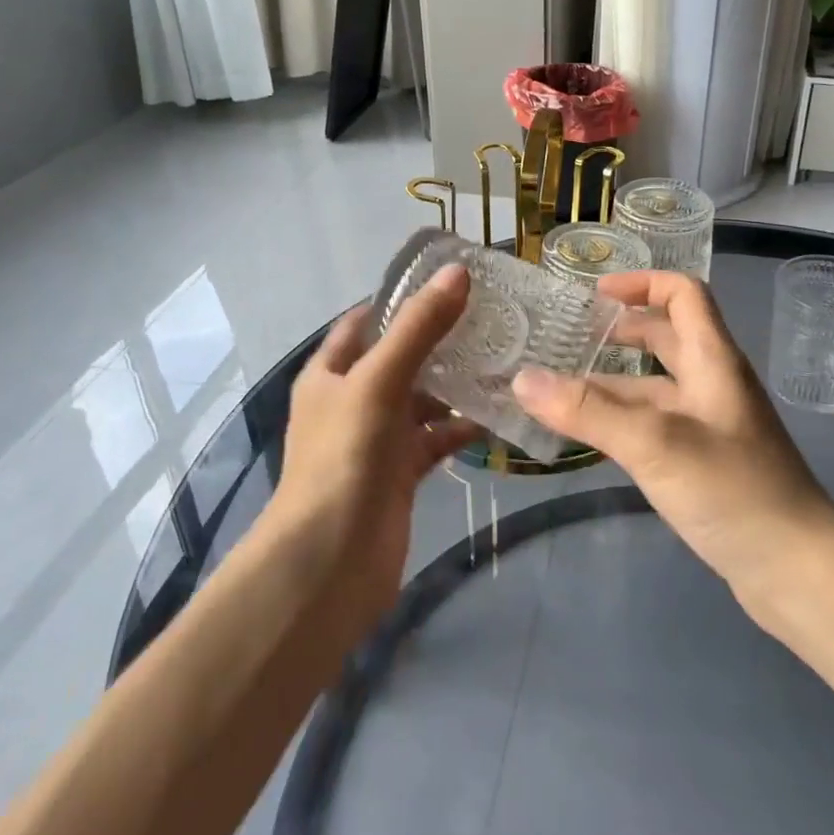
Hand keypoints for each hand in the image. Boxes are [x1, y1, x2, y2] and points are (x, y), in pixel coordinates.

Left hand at [267, 264, 480, 625]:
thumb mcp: (378, 381)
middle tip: (492, 319)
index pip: (366, 321)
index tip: (453, 283)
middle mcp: (351, 400)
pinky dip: (459, 429)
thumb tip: (457, 272)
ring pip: (421, 400)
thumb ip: (419, 328)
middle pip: (400, 358)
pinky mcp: (400, 474)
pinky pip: (434, 440)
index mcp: (330, 373)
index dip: (403, 299)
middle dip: (440, 341)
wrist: (330, 562)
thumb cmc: (344, 457)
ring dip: (454, 386)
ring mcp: (376, 439)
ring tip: (503, 361)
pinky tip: (495, 417)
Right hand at [512, 270, 833, 594]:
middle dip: (619, 331)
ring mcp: (709, 424)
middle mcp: (712, 384)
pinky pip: (655, 424)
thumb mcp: (654, 443)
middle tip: (568, 339)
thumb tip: (522, 378)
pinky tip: (588, 436)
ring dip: (611, 382)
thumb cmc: (732, 490)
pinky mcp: (704, 461)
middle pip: (666, 337)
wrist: (796, 569)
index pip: (683, 294)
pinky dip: (621, 420)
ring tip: (558, 391)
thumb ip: (588, 411)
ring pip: (654, 386)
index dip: (642, 283)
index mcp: (712, 360)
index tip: (595, 294)